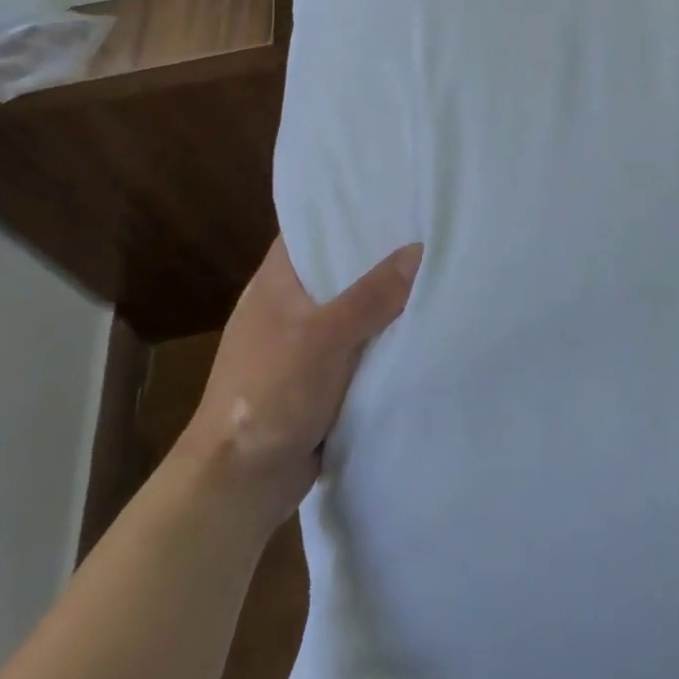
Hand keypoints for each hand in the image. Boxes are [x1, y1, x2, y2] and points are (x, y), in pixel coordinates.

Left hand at [176, 237, 420, 533]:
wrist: (241, 481)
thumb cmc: (270, 392)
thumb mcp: (324, 337)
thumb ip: (371, 296)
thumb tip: (418, 249)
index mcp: (277, 281)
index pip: (313, 228)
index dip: (348, 210)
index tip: (393, 197)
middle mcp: (289, 303)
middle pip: (340, 267)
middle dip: (379, 255)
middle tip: (430, 231)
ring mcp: (303, 341)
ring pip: (353, 309)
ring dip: (386, 300)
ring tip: (437, 271)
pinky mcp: (319, 376)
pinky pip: (358, 345)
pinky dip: (383, 338)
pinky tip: (421, 327)